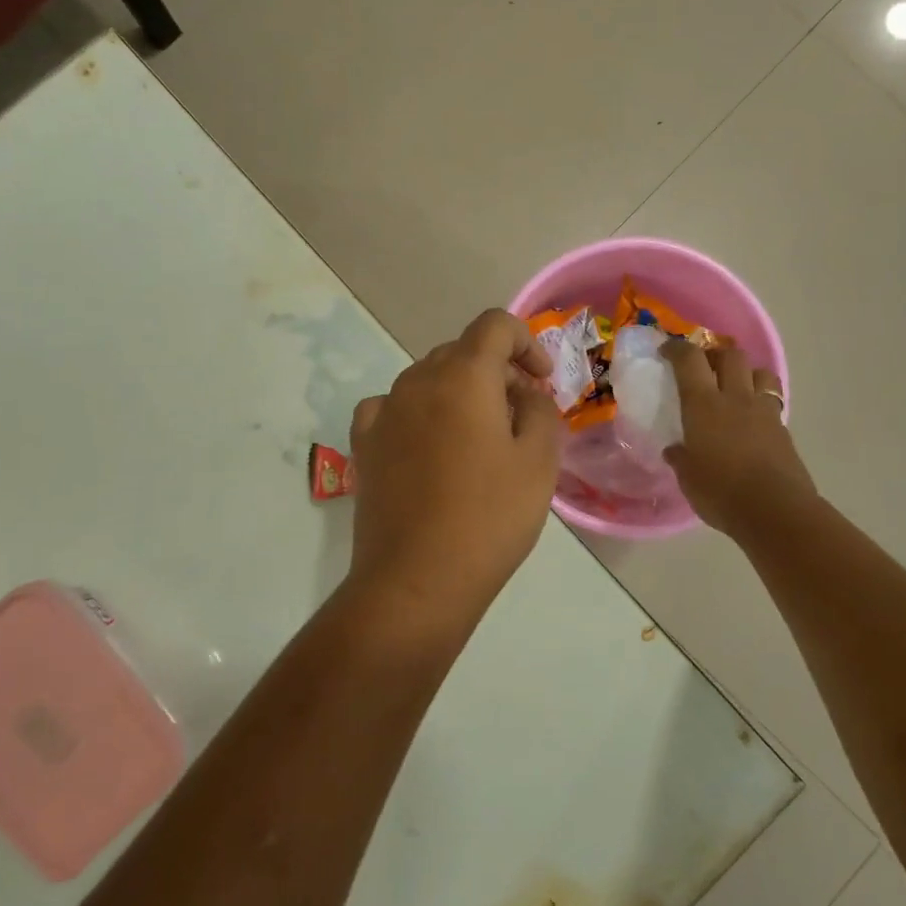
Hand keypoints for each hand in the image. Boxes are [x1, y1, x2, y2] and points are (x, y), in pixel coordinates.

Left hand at [347, 309, 562, 607]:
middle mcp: (417, 380)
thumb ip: (540, 410)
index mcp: (463, 376)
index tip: (541, 381)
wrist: (417, 580)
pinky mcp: (363, 443)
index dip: (526, 342)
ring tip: (477, 438)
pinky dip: (418, 413)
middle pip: (462, 352)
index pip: (495, 325)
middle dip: (496, 372)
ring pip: (428, 379)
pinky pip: (394, 407)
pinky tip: (427, 445)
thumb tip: (524, 395)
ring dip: (458, 393)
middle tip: (520, 417)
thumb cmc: (489, 518)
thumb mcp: (539, 461)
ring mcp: (384, 411)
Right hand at [662, 341, 816, 537]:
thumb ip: (681, 458)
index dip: (677, 348)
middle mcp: (735, 398)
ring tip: (734, 387)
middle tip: (703, 368)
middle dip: (715, 354)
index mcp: (704, 405)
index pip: (690, 360)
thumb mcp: (688, 478)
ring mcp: (764, 412)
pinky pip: (771, 402)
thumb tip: (674, 450)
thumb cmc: (721, 492)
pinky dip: (760, 402)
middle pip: (731, 355)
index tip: (666, 350)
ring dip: (745, 373)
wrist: (775, 511)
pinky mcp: (783, 429)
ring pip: (759, 372)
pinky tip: (751, 420)